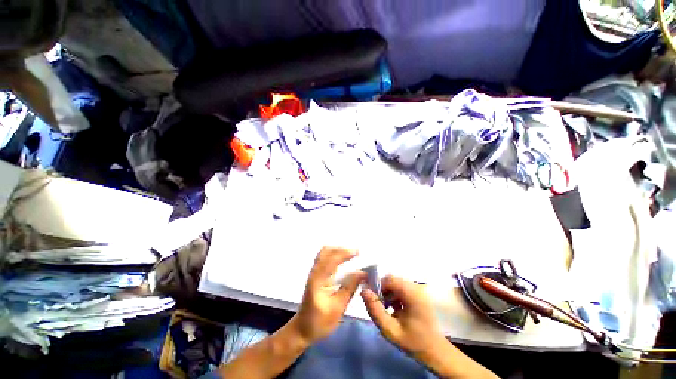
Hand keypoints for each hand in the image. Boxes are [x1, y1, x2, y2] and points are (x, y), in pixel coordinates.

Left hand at [293, 247, 365, 344]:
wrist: (302, 329)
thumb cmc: (319, 321)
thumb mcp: (338, 307)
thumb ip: (350, 288)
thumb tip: (363, 273)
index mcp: (318, 279)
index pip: (331, 259)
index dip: (345, 253)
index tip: (358, 252)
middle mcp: (315, 272)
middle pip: (326, 251)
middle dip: (341, 249)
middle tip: (356, 253)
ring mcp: (314, 272)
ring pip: (325, 253)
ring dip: (338, 251)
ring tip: (351, 255)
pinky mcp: (316, 275)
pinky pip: (325, 259)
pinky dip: (335, 256)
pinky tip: (344, 261)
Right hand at [361, 275, 446, 359]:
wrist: (435, 352)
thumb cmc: (414, 342)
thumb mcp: (390, 330)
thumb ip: (375, 310)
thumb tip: (363, 290)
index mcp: (411, 293)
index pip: (388, 279)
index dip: (377, 286)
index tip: (372, 300)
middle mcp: (416, 287)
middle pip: (392, 279)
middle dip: (382, 290)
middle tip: (379, 306)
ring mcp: (418, 290)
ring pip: (396, 283)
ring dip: (388, 293)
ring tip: (386, 309)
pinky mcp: (418, 294)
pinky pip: (401, 288)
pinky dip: (394, 295)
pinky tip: (395, 309)